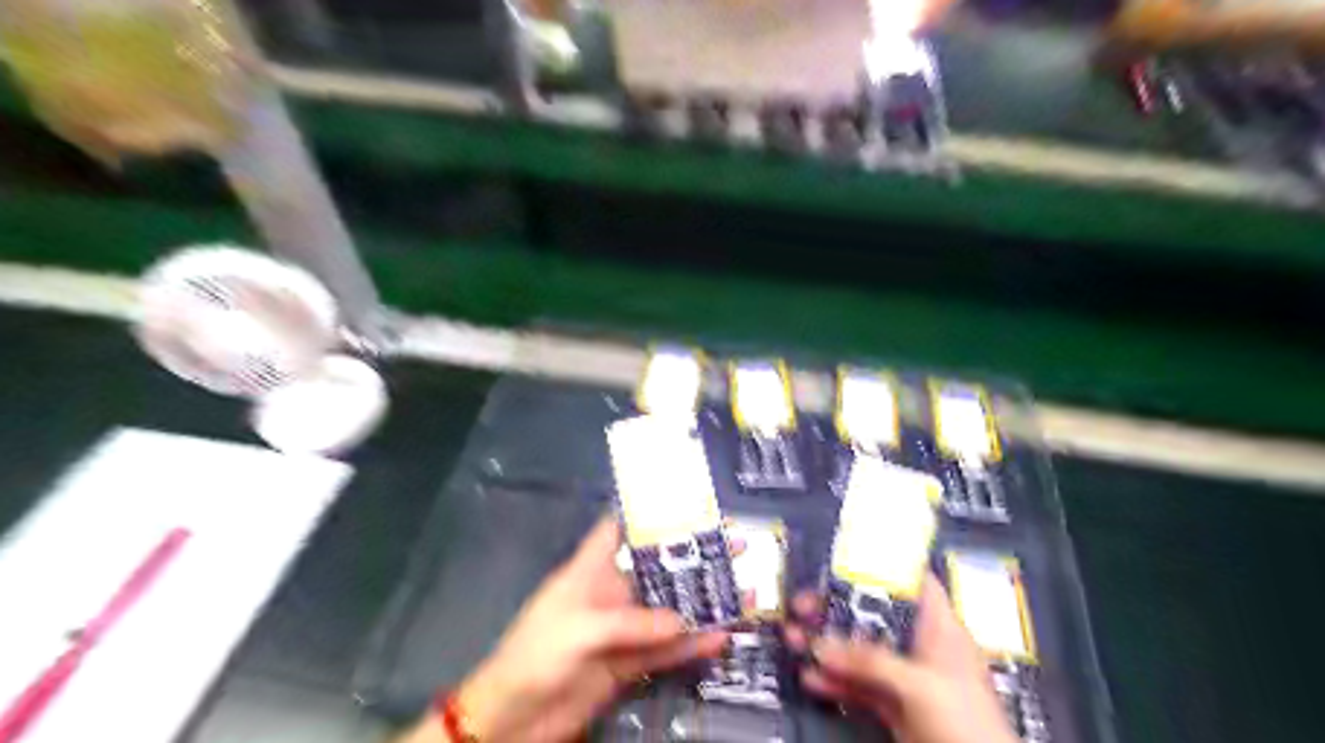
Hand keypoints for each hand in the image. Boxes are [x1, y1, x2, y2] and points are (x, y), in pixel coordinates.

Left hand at [408, 516, 728, 742]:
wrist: (512, 719)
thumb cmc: (535, 655)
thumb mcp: (579, 630)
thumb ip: (632, 623)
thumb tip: (682, 620)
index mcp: (589, 570)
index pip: (618, 528)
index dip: (648, 511)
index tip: (686, 500)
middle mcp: (610, 593)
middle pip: (656, 569)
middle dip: (692, 558)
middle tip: (733, 545)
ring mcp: (621, 630)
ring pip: (668, 611)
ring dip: (701, 603)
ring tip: (740, 592)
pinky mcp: (627, 664)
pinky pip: (664, 651)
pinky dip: (690, 647)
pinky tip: (719, 638)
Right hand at [785, 575, 1015, 742]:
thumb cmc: (968, 722)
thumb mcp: (918, 684)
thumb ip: (869, 661)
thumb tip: (821, 645)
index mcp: (940, 629)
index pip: (912, 583)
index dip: (880, 567)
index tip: (842, 560)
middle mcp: (921, 648)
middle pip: (873, 617)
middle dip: (835, 610)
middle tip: (803, 606)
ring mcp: (907, 679)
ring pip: (860, 652)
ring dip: (826, 647)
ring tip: (794, 639)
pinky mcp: (895, 707)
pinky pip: (859, 686)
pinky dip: (835, 681)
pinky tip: (811, 678)